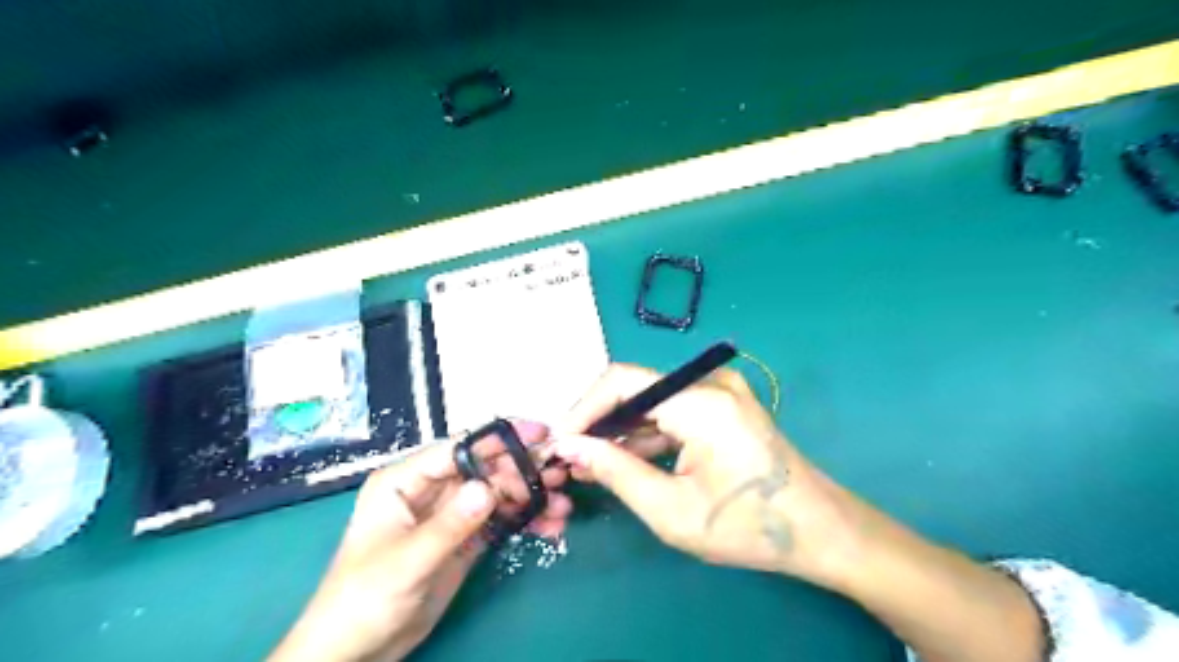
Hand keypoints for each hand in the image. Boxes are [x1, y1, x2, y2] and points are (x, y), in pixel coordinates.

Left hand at [273, 421, 575, 660]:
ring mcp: (450, 514)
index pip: (458, 449)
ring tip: (562, 505)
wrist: (356, 652)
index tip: (539, 434)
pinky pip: (499, 520)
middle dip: (522, 470)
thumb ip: (449, 525)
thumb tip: (488, 489)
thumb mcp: (406, 562)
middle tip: (559, 474)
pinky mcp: (465, 539)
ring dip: (529, 497)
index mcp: (405, 481)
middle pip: (484, 469)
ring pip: (497, 494)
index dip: (499, 439)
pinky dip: (524, 521)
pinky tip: (550, 526)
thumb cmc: (362, 599)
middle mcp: (431, 490)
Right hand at [551, 361, 858, 584]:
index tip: (561, 441)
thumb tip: (571, 447)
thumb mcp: (671, 510)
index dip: (585, 407)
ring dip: (620, 430)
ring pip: (651, 401)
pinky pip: (671, 411)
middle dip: (599, 422)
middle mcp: (710, 383)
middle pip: (636, 389)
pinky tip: (623, 459)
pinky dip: (645, 433)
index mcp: (702, 402)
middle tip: (570, 457)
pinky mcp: (723, 405)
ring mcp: (719, 391)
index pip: (624, 381)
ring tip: (588, 463)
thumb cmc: (747, 527)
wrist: (819, 530)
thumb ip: (616, 472)